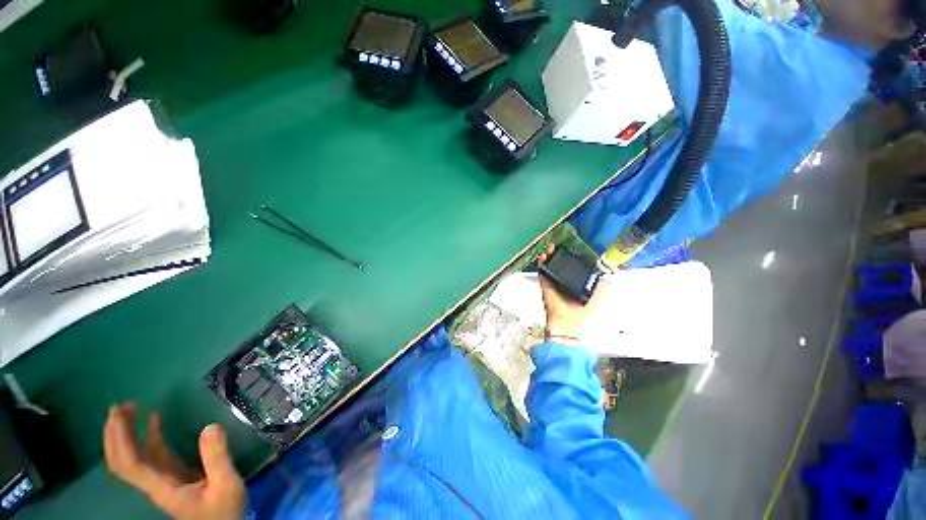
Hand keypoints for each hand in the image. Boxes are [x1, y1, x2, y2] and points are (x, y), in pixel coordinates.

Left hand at [104, 403, 245, 519]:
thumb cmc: (224, 511)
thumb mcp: (226, 485)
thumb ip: (217, 458)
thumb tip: (210, 426)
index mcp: (162, 488)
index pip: (130, 464)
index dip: (121, 439)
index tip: (120, 414)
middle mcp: (154, 483)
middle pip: (123, 461)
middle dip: (116, 434)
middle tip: (120, 406)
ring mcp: (162, 479)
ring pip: (134, 457)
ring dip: (128, 433)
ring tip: (131, 408)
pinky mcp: (173, 476)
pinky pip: (153, 454)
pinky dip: (148, 436)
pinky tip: (154, 420)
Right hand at [538, 244, 610, 340]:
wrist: (569, 324)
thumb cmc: (586, 314)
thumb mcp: (601, 296)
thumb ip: (606, 284)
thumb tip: (614, 273)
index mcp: (581, 285)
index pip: (578, 267)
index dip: (576, 257)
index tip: (576, 248)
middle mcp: (568, 283)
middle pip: (563, 264)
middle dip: (561, 254)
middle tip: (561, 246)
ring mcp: (556, 284)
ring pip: (552, 266)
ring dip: (551, 257)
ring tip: (552, 248)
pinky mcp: (546, 286)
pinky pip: (542, 273)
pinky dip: (541, 264)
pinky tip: (543, 257)